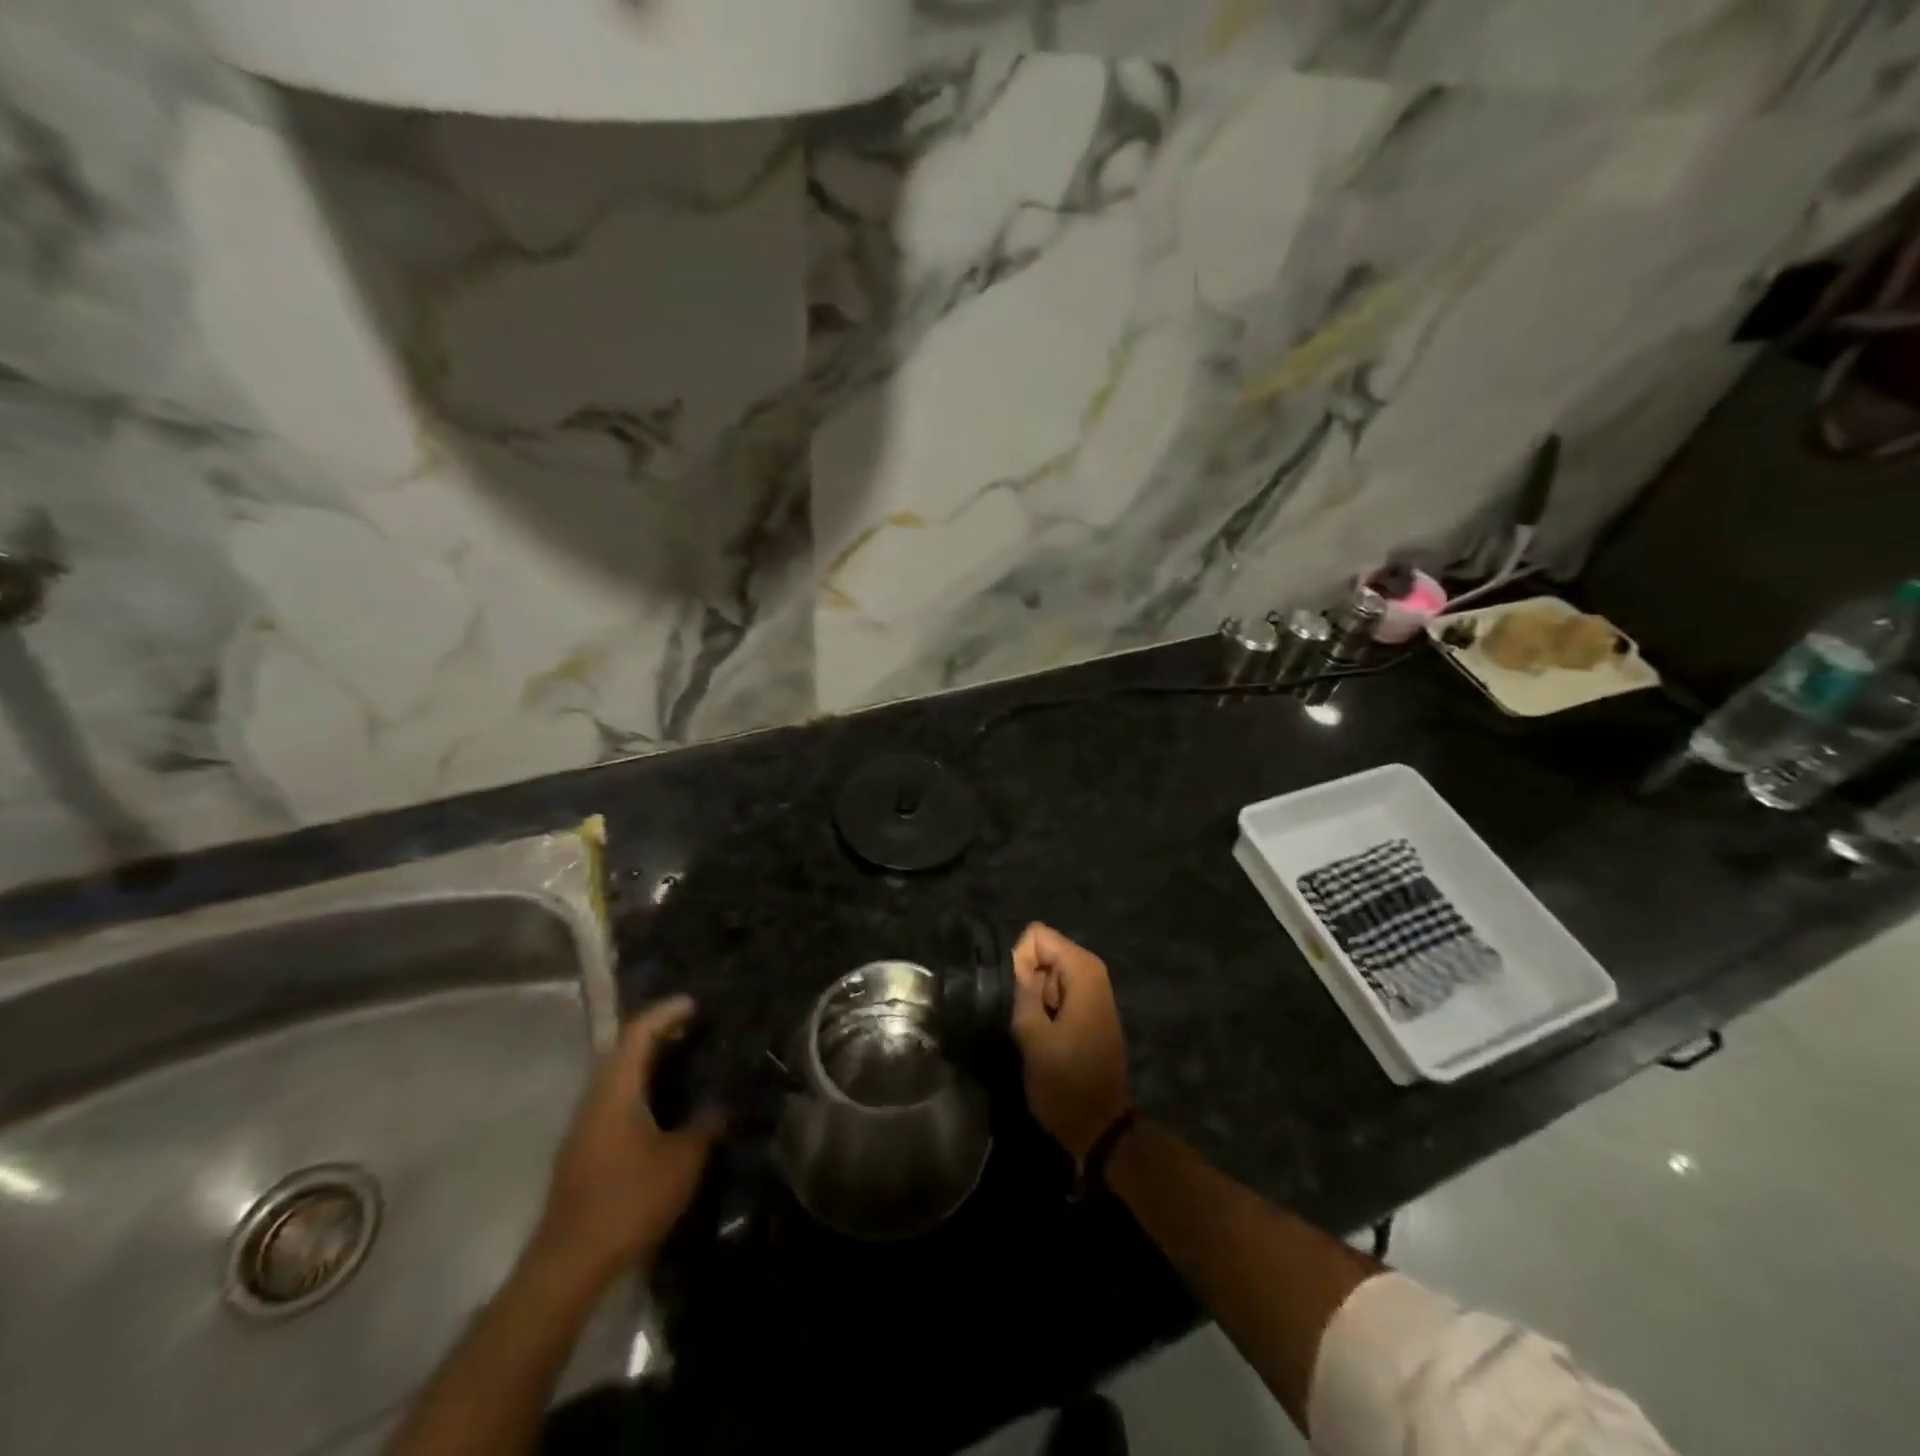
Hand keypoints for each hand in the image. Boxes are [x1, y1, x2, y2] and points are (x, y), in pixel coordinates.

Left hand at [530, 997, 720, 1283]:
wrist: (568, 1264)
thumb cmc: (628, 1201)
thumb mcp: (682, 1161)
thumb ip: (705, 1126)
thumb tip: (720, 1104)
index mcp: (616, 1091)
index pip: (638, 1033)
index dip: (666, 1013)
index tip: (694, 1004)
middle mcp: (594, 1099)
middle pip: (623, 1051)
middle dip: (657, 1035)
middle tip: (693, 1030)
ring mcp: (583, 1126)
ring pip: (616, 1078)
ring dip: (646, 1064)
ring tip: (683, 1063)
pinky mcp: (582, 1151)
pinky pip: (613, 1101)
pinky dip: (638, 1089)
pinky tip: (662, 1108)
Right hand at [1009, 923, 1130, 1167]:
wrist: (1100, 1127)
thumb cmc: (1065, 1083)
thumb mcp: (1032, 1036)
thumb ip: (1023, 989)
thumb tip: (1016, 961)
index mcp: (1083, 971)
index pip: (1037, 935)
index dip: (1019, 962)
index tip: (1018, 997)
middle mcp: (1092, 971)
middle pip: (1044, 951)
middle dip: (1027, 979)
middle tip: (1028, 1019)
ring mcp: (1093, 990)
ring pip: (1047, 972)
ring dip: (1035, 997)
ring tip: (1036, 1032)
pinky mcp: (1089, 1009)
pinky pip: (1057, 991)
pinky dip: (1046, 1007)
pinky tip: (1046, 1036)